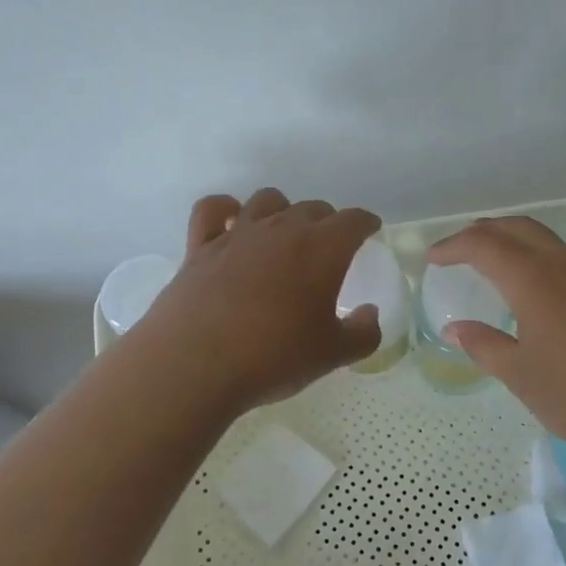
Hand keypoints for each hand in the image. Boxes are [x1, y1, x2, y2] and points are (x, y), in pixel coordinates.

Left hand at [140, 188, 383, 409]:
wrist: (195, 365)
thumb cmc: (274, 357)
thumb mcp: (332, 355)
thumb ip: (363, 333)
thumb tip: (370, 314)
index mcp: (322, 249)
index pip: (353, 220)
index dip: (365, 223)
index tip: (369, 230)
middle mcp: (281, 229)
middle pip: (312, 208)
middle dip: (327, 222)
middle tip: (329, 247)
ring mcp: (238, 234)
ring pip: (267, 200)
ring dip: (282, 211)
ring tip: (284, 234)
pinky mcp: (200, 247)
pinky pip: (213, 209)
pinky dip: (226, 210)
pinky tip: (232, 222)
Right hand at [426, 217, 565, 462]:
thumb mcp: (522, 376)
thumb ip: (485, 346)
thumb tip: (456, 328)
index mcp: (534, 279)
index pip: (485, 245)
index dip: (454, 247)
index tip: (433, 259)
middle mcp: (564, 265)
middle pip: (517, 228)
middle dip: (483, 231)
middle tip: (457, 250)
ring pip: (545, 240)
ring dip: (512, 241)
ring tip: (490, 263)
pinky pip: (564, 258)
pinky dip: (536, 258)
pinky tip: (532, 288)